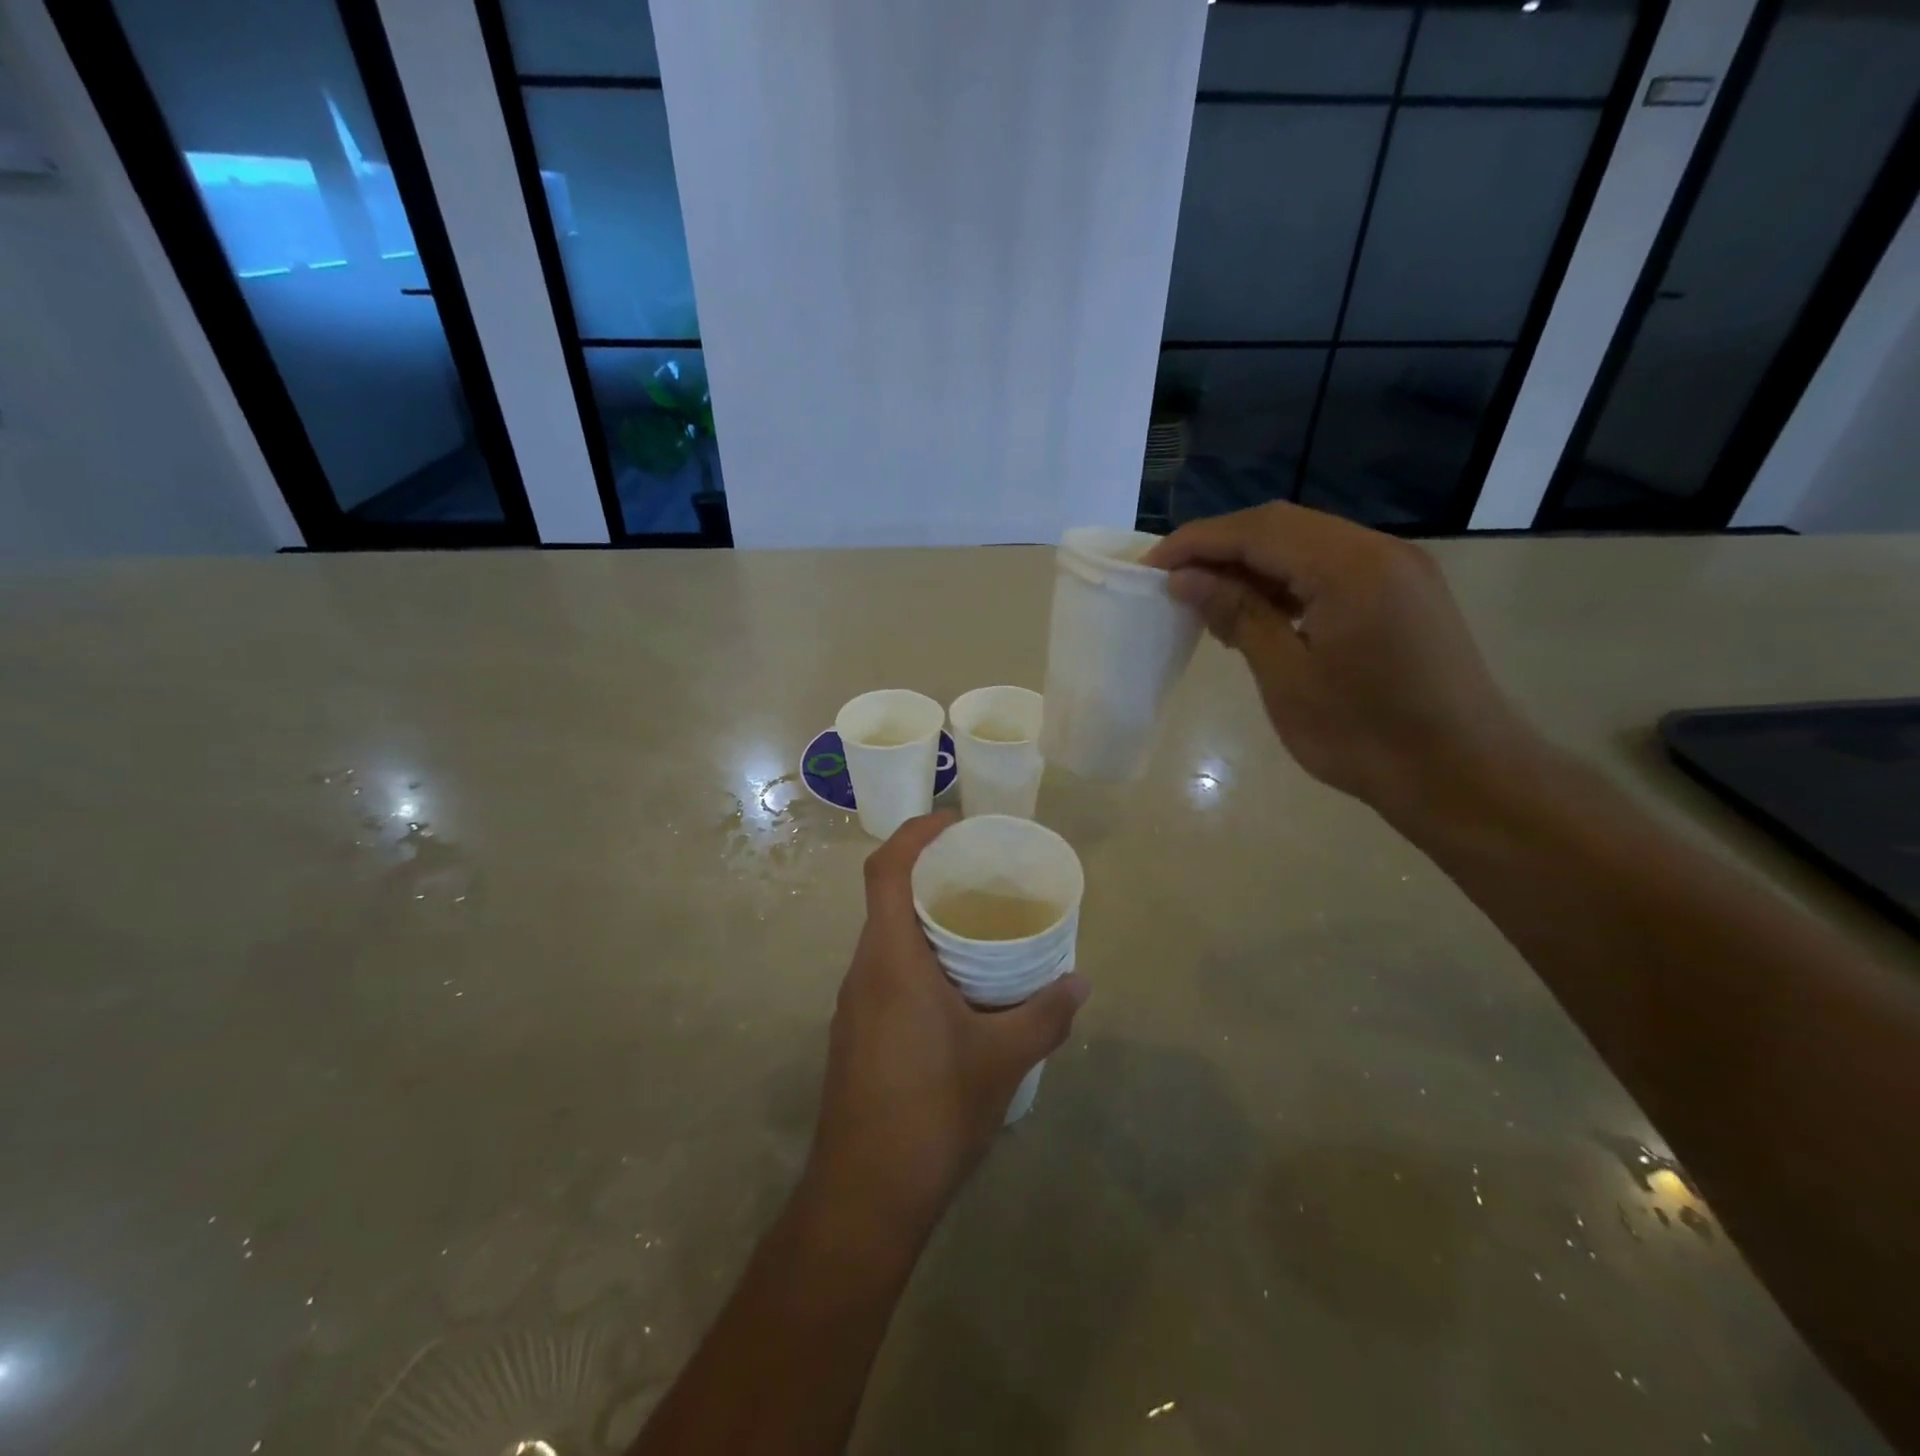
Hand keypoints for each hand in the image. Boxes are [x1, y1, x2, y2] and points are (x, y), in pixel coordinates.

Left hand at [805, 813, 1089, 1247]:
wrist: (864, 1197)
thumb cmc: (932, 1112)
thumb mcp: (1003, 1059)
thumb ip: (1045, 1014)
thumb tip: (1080, 981)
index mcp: (890, 959)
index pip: (886, 870)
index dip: (914, 834)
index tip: (954, 822)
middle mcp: (864, 970)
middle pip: (886, 899)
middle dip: (930, 876)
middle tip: (981, 874)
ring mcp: (854, 1005)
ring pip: (886, 939)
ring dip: (925, 923)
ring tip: (978, 929)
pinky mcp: (856, 1035)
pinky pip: (887, 974)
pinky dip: (919, 961)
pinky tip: (958, 992)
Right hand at [1145, 502, 1535, 818]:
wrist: (1462, 775)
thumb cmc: (1365, 735)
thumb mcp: (1287, 677)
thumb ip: (1238, 615)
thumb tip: (1185, 579)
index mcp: (1350, 566)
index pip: (1258, 530)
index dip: (1197, 541)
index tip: (1150, 567)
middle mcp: (1378, 550)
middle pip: (1282, 525)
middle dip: (1220, 546)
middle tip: (1173, 580)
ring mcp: (1397, 568)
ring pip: (1307, 543)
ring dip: (1252, 562)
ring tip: (1207, 597)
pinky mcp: (1403, 591)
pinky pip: (1331, 566)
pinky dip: (1286, 579)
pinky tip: (1259, 609)